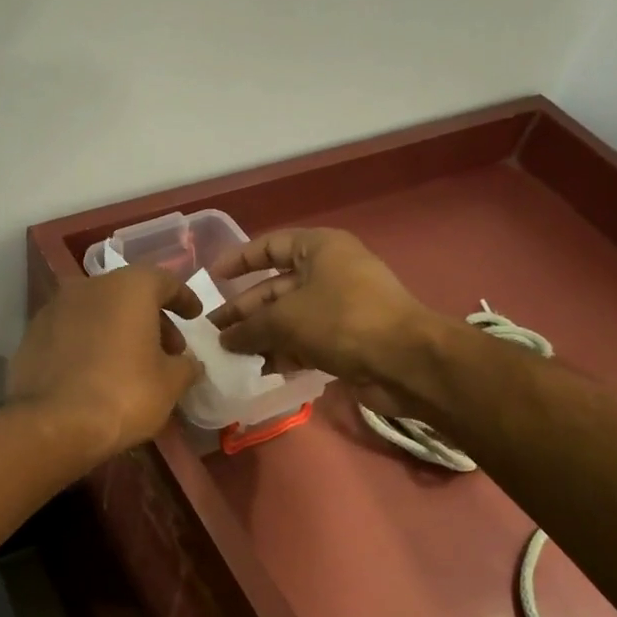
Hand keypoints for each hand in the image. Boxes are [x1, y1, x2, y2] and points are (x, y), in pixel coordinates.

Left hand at [8, 267, 203, 459]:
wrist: (53, 424)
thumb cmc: (124, 394)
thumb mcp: (170, 384)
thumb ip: (185, 366)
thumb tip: (189, 363)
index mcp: (128, 288)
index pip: (164, 281)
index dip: (183, 298)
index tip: (194, 316)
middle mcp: (88, 287)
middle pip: (128, 295)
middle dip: (152, 318)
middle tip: (168, 349)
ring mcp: (54, 309)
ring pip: (98, 312)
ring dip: (119, 330)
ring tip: (133, 363)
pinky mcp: (32, 335)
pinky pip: (72, 332)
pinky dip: (90, 343)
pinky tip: (98, 372)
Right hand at [208, 228, 427, 383]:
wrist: (404, 361)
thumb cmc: (342, 321)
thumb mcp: (286, 318)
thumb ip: (249, 327)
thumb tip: (224, 339)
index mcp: (320, 249)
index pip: (271, 246)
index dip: (240, 260)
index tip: (212, 279)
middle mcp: (329, 273)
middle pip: (275, 287)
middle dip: (244, 310)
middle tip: (213, 332)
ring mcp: (339, 308)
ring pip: (289, 319)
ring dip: (260, 336)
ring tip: (228, 356)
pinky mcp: (345, 340)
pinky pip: (304, 342)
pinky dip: (282, 354)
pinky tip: (257, 370)